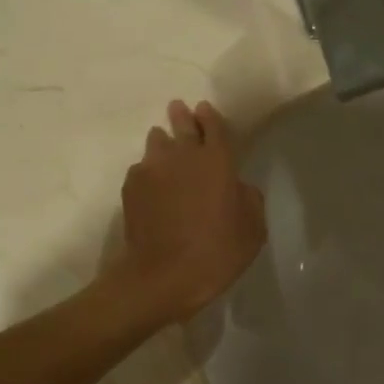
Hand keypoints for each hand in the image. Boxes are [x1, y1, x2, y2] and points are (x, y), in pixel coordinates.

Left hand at [109, 100, 266, 324]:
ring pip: (157, 142)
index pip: (214, 126)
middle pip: (182, 125)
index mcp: (217, 160)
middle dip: (182, 116)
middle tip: (179, 108)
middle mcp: (183, 155)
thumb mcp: (253, 229)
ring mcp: (153, 168)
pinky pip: (141, 168)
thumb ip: (248, 198)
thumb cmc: (217, 252)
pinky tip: (151, 182)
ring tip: (163, 142)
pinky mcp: (131, 186)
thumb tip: (238, 186)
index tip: (204, 110)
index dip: (210, 117)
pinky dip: (148, 170)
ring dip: (162, 140)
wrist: (163, 275)